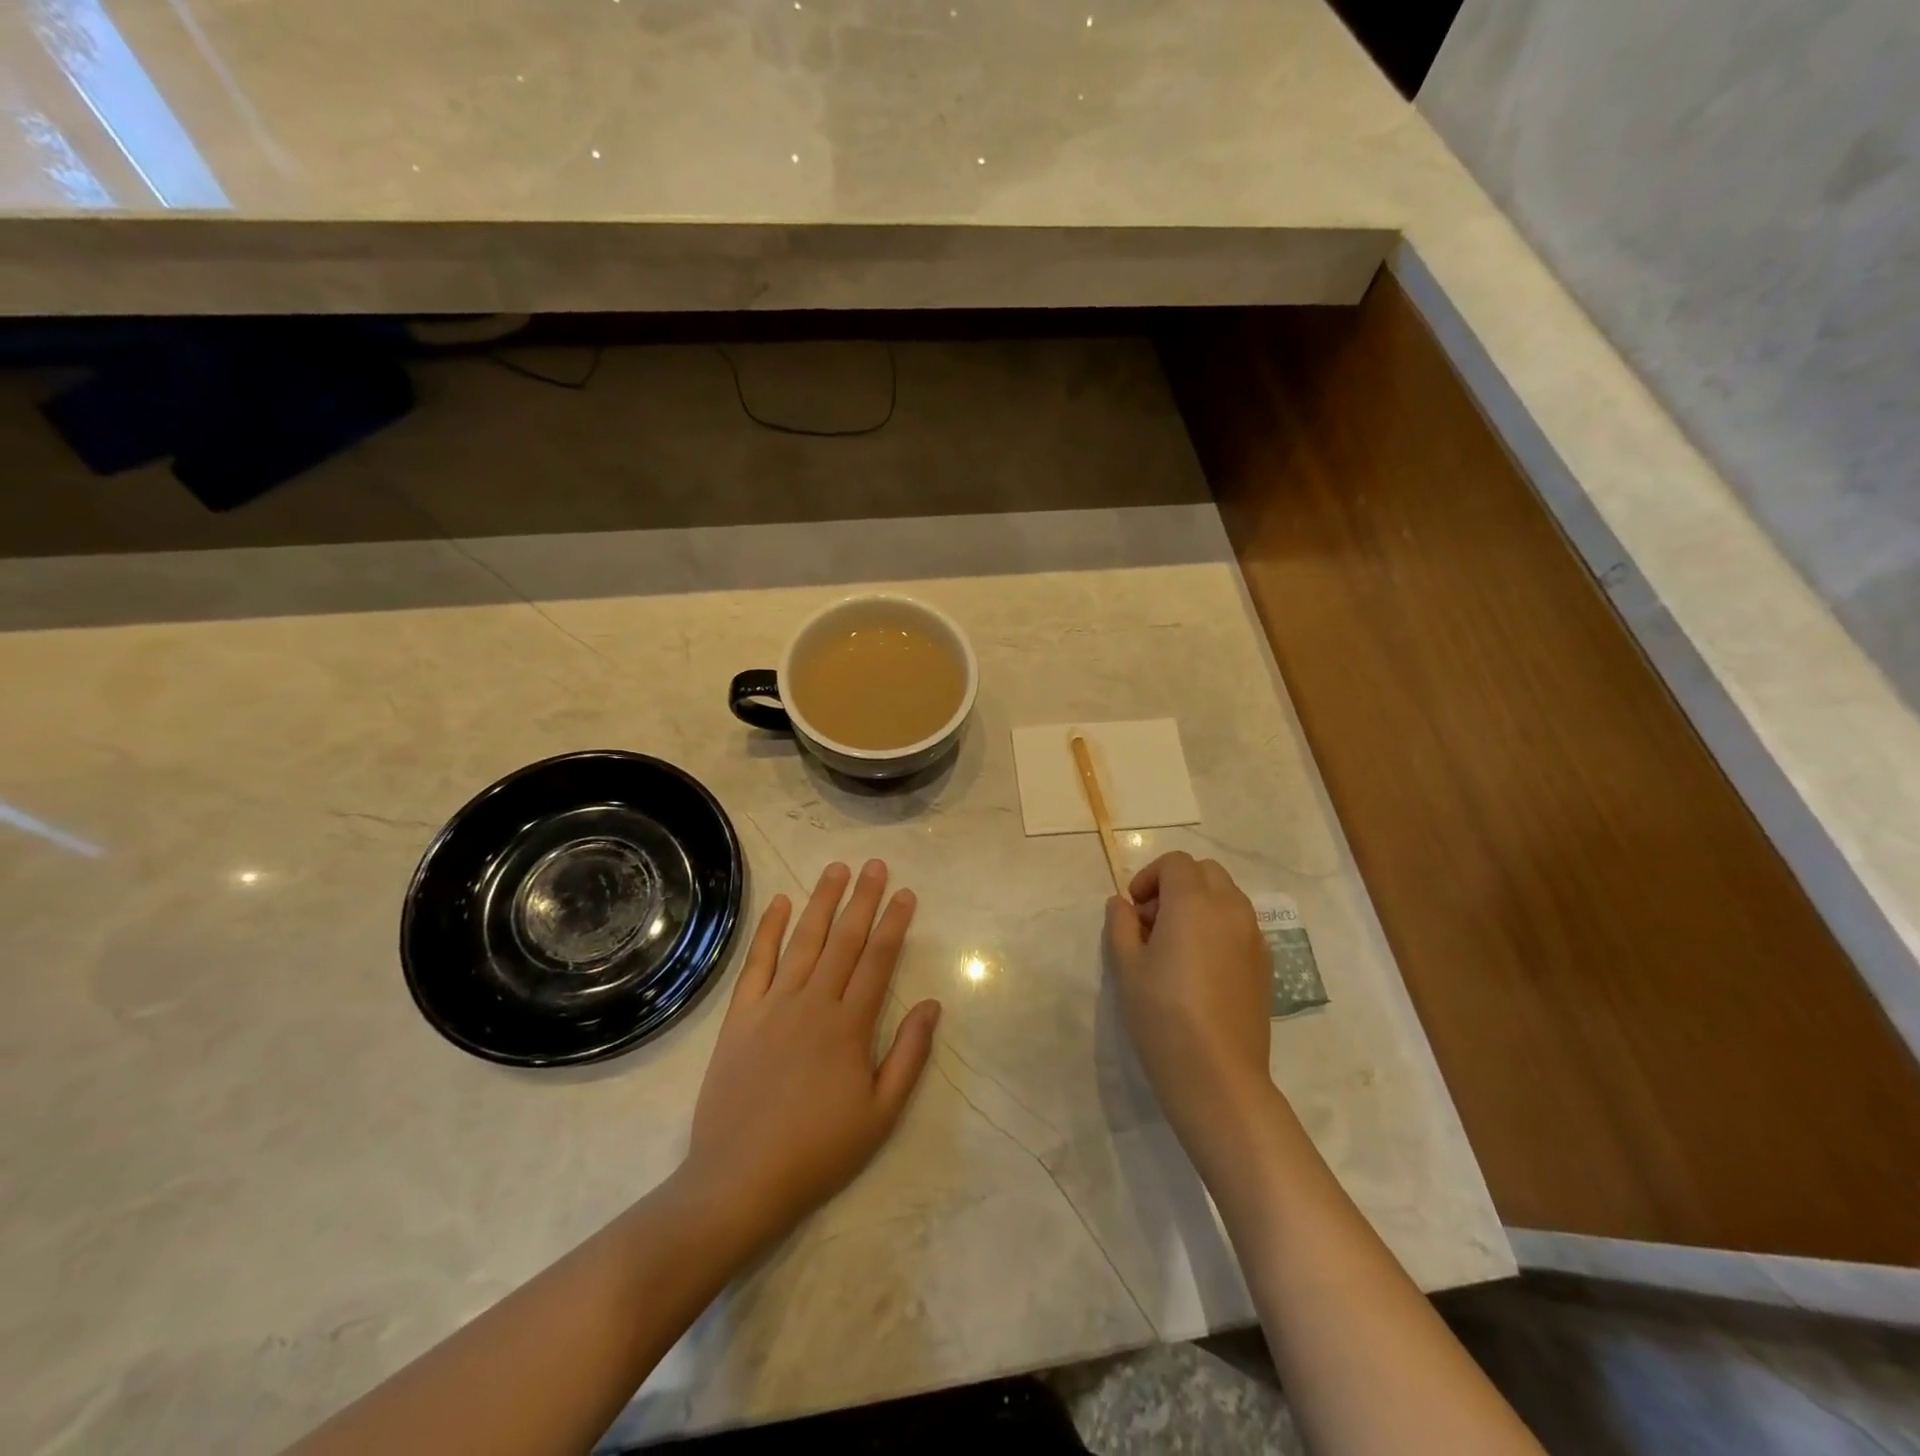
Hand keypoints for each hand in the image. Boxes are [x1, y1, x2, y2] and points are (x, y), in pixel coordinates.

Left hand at [683, 860, 940, 1246]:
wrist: (740, 1180)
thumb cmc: (818, 1151)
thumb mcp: (881, 1115)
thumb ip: (909, 1055)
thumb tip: (932, 1005)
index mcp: (849, 1026)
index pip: (878, 960)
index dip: (894, 923)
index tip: (906, 894)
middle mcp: (813, 1003)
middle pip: (844, 939)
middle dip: (862, 899)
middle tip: (875, 865)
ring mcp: (773, 1005)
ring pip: (804, 941)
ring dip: (822, 902)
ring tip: (836, 869)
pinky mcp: (740, 1016)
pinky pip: (757, 962)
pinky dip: (768, 929)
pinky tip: (780, 902)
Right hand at [1105, 852, 1272, 1147]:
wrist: (1218, 1076)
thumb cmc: (1163, 1017)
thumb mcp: (1126, 968)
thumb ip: (1121, 925)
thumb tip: (1122, 904)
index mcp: (1193, 903)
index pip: (1175, 863)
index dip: (1150, 877)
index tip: (1134, 909)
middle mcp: (1230, 909)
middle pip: (1205, 872)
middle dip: (1176, 885)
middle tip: (1153, 922)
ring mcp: (1254, 936)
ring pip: (1227, 896)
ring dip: (1200, 904)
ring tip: (1176, 945)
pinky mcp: (1266, 964)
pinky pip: (1241, 925)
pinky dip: (1219, 927)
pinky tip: (1201, 968)